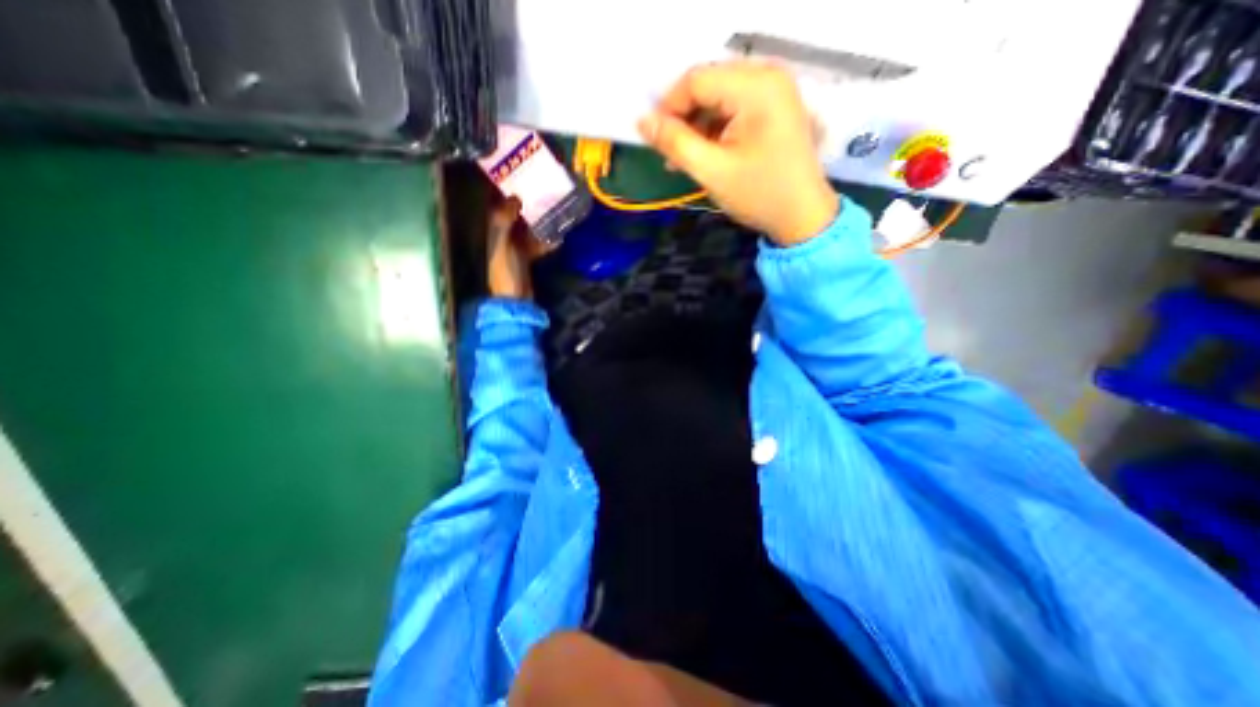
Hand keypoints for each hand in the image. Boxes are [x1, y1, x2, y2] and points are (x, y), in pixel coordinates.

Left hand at [484, 195, 549, 296]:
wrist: (515, 299)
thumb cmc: (505, 273)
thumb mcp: (502, 244)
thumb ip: (504, 221)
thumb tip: (515, 197)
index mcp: (491, 232)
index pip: (494, 206)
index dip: (501, 191)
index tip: (516, 177)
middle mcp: (501, 236)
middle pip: (512, 214)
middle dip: (524, 203)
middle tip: (540, 190)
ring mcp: (514, 247)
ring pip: (525, 228)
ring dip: (537, 220)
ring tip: (552, 210)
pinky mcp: (526, 257)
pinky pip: (535, 243)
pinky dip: (544, 240)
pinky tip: (556, 237)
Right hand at [640, 61, 832, 249]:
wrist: (802, 216)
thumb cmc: (759, 195)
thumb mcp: (712, 171)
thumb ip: (675, 143)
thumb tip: (642, 122)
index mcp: (756, 87)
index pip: (696, 79)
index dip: (668, 106)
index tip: (654, 139)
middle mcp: (767, 77)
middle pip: (707, 85)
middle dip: (683, 119)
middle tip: (669, 154)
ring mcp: (773, 91)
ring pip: (718, 98)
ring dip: (696, 127)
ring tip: (683, 161)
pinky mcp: (774, 108)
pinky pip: (733, 109)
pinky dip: (714, 130)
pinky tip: (704, 155)